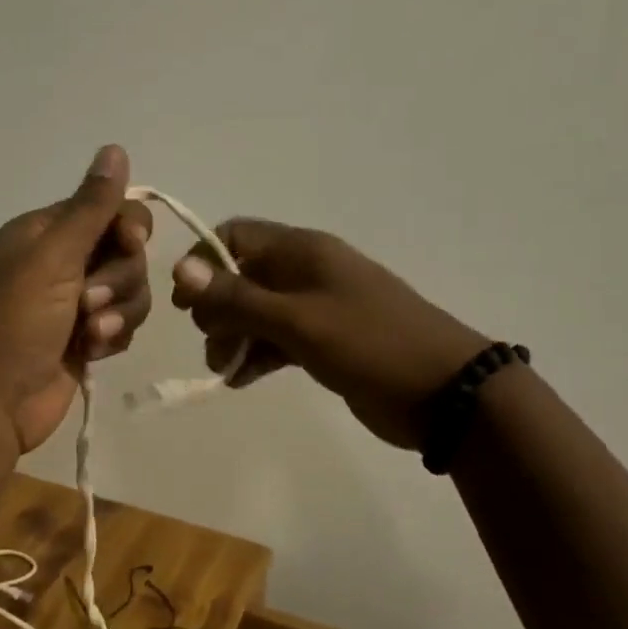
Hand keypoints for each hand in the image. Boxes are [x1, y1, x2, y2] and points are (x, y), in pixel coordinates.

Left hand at [0, 145, 153, 453]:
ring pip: (131, 291)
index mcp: (47, 232)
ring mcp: (75, 303)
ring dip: (117, 312)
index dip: (129, 227)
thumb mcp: (54, 255)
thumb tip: (114, 148)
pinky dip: (112, 336)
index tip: (131, 244)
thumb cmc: (16, 320)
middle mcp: (62, 262)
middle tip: (89, 301)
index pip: (109, 210)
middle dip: (119, 279)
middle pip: (127, 253)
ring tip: (91, 333)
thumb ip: (91, 206)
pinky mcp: (86, 339)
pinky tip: (91, 352)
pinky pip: (123, 324)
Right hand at [169, 220, 487, 449]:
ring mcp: (316, 308)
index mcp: (302, 251)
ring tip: (226, 368)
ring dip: (234, 336)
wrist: (446, 393)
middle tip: (214, 341)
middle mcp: (306, 272)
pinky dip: (256, 355)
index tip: (185, 302)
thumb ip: (238, 298)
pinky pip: (276, 339)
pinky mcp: (324, 341)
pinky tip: (241, 379)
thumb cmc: (370, 344)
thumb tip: (181, 270)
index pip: (235, 235)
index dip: (203, 262)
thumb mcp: (298, 320)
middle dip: (217, 308)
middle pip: (241, 276)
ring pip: (256, 312)